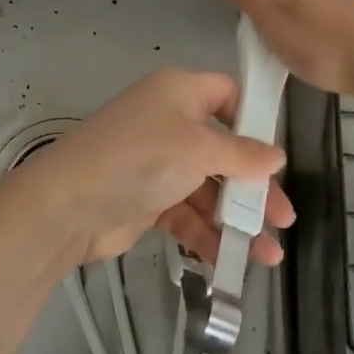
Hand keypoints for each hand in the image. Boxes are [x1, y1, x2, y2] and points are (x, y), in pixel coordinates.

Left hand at [12, 69, 294, 266]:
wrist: (69, 205)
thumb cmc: (140, 158)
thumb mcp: (198, 150)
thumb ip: (242, 155)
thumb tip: (277, 156)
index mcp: (180, 93)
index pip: (228, 95)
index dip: (254, 120)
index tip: (277, 154)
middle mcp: (171, 122)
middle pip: (224, 151)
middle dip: (254, 186)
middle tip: (284, 217)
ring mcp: (159, 163)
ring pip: (209, 188)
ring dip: (236, 219)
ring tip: (268, 253)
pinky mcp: (148, 199)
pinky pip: (188, 213)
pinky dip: (208, 235)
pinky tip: (233, 259)